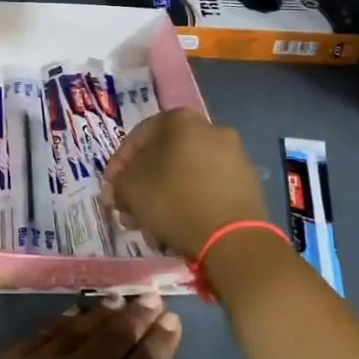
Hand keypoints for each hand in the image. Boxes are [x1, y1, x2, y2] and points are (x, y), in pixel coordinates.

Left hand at [0, 298, 195, 358]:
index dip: (161, 340)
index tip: (171, 318)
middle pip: (113, 336)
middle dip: (136, 316)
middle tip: (149, 298)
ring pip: (78, 329)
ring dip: (101, 313)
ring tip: (116, 300)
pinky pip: (42, 333)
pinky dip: (62, 321)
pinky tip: (70, 316)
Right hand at [101, 108, 268, 260]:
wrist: (233, 238)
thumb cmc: (174, 201)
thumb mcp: (130, 189)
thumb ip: (118, 182)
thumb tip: (119, 186)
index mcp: (181, 120)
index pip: (138, 137)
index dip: (118, 164)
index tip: (111, 188)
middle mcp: (211, 129)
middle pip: (163, 156)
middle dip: (142, 183)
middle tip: (128, 208)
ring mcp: (234, 156)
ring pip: (185, 174)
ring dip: (163, 195)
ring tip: (149, 223)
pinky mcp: (248, 184)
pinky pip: (207, 188)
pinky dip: (189, 202)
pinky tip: (176, 226)